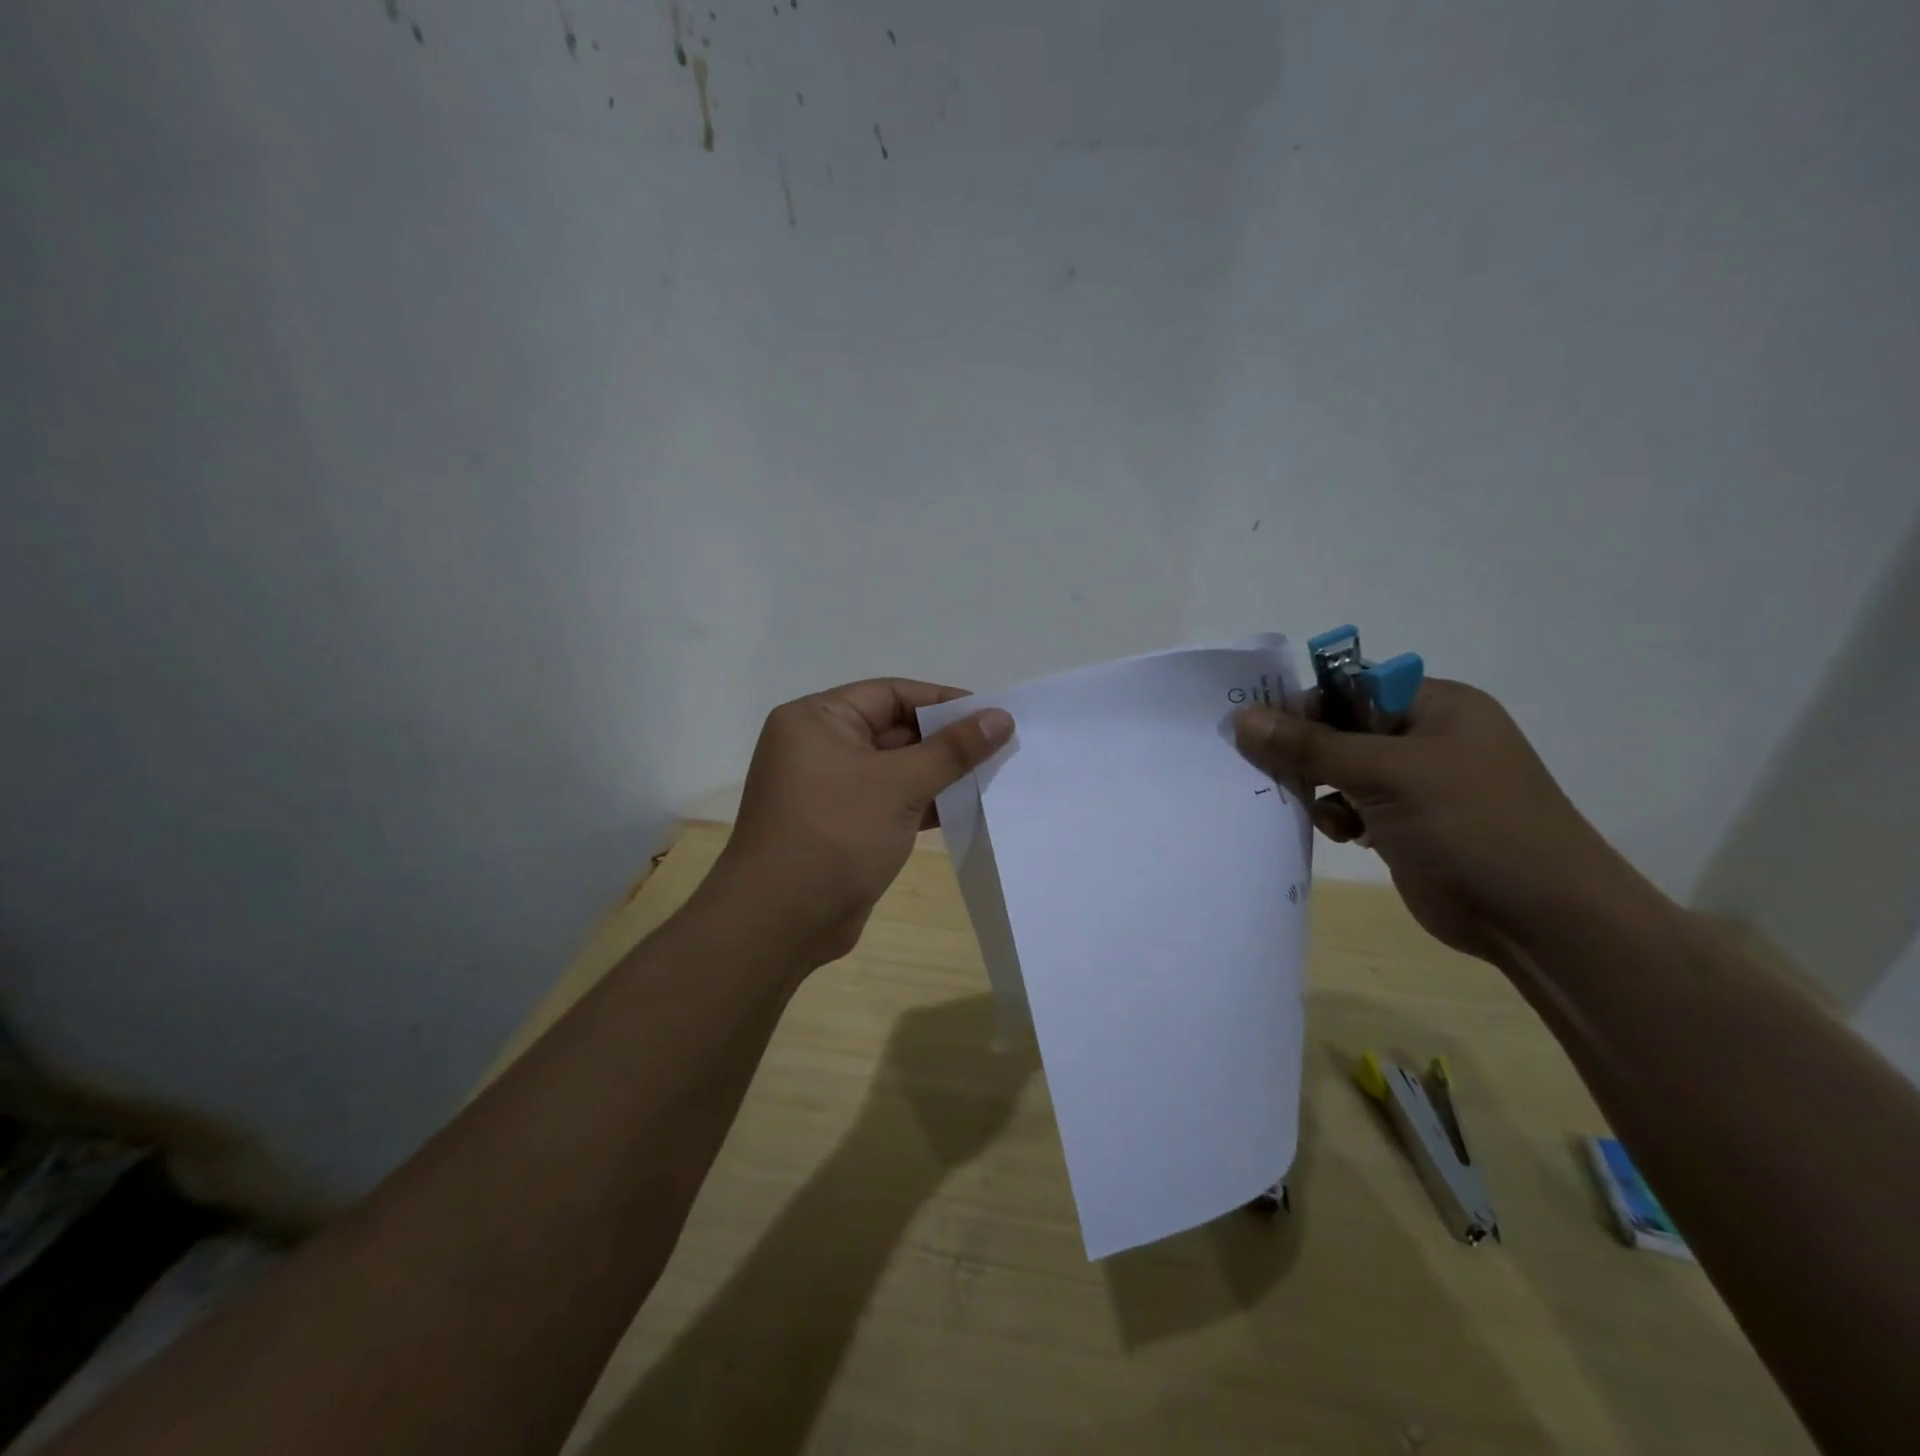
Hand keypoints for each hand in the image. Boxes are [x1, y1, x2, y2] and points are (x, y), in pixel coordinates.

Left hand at [708, 679, 1013, 968]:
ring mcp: (828, 788)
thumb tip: (1001, 717)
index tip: (990, 714)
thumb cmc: (835, 835)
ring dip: (938, 773)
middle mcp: (818, 747)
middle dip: (944, 740)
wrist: (780, 923)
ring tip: (991, 775)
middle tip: (999, 746)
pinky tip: (964, 807)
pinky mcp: (841, 825)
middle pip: (892, 729)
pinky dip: (922, 801)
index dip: (942, 702)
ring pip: (894, 768)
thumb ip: (952, 750)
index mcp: (816, 720)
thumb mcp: (899, 785)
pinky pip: (889, 800)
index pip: (889, 694)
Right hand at [1233, 680, 1640, 960]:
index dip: (1305, 702)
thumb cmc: (1471, 824)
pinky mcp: (1405, 826)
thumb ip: (1311, 746)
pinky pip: (1351, 807)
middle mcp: (1426, 739)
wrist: (1539, 919)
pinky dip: (1335, 816)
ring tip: (1311, 806)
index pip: (1352, 686)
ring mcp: (1416, 786)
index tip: (1258, 728)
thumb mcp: (1387, 774)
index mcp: (1437, 707)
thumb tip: (1243, 717)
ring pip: (1341, 771)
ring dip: (1318, 787)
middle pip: (1342, 729)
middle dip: (1305, 751)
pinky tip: (1339, 833)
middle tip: (1265, 768)